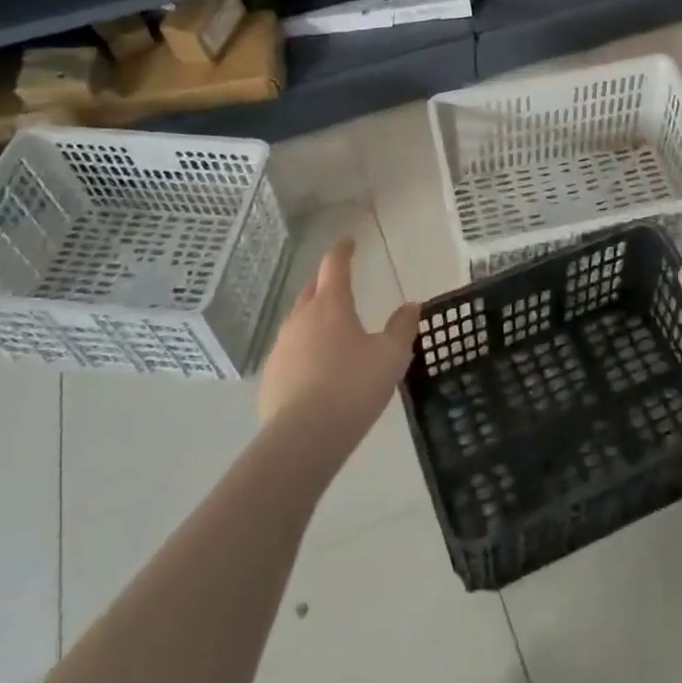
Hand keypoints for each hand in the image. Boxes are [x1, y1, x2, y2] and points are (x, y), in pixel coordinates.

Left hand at [259, 237, 419, 457]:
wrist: (302, 440)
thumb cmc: (352, 388)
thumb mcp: (390, 357)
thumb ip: (402, 328)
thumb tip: (411, 306)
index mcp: (330, 305)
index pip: (334, 265)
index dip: (342, 251)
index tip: (349, 242)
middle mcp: (301, 318)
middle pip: (312, 291)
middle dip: (326, 284)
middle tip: (341, 286)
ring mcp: (281, 347)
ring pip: (298, 321)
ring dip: (314, 318)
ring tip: (332, 332)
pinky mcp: (271, 376)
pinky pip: (290, 351)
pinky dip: (304, 350)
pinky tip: (315, 369)